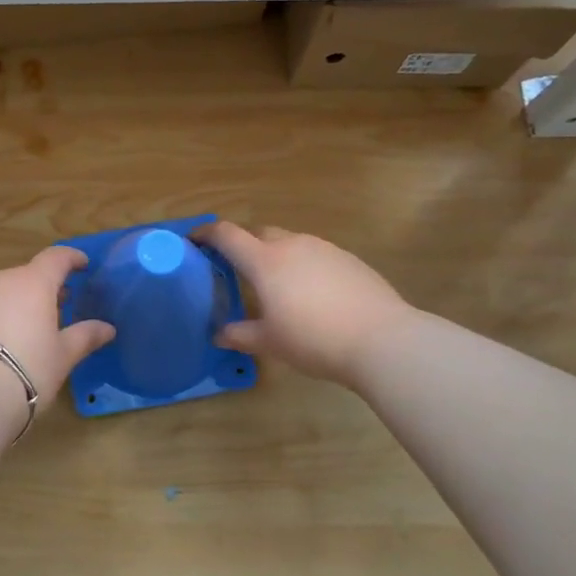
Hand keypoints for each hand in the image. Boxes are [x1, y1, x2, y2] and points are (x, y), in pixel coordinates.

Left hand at [0, 246, 115, 421]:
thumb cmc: (27, 369)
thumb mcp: (62, 355)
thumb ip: (85, 336)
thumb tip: (107, 328)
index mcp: (33, 282)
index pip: (56, 258)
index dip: (72, 258)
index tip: (82, 264)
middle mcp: (1, 279)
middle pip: (28, 275)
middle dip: (46, 287)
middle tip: (61, 306)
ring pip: (4, 290)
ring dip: (20, 301)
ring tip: (31, 326)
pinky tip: (3, 340)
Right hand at [194, 222, 415, 388]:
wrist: (382, 339)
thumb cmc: (314, 339)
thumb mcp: (270, 342)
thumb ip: (240, 335)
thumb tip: (219, 335)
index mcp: (265, 261)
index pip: (227, 235)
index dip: (206, 233)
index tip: (193, 240)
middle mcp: (292, 245)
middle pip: (259, 233)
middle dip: (242, 244)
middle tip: (235, 268)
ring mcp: (324, 248)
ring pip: (289, 242)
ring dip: (274, 254)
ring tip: (275, 284)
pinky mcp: (348, 259)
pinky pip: (314, 254)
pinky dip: (302, 265)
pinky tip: (310, 293)